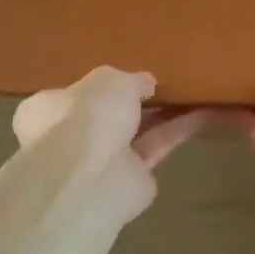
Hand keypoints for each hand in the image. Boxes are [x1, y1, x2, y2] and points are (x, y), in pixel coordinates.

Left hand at [12, 68, 212, 222]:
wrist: (91, 177)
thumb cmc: (86, 116)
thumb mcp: (110, 79)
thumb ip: (131, 80)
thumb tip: (146, 84)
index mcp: (49, 109)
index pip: (72, 95)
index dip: (99, 85)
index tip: (126, 75)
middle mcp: (71, 136)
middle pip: (109, 115)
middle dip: (135, 101)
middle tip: (165, 82)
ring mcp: (102, 161)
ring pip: (138, 130)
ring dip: (164, 113)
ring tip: (195, 91)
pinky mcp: (134, 178)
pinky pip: (159, 146)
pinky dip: (180, 129)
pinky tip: (205, 111)